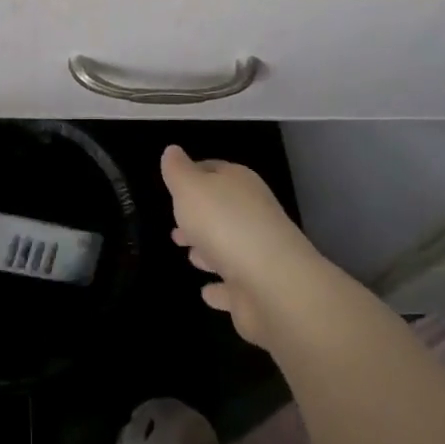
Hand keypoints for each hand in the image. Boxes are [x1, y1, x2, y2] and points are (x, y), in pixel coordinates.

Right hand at [161, 144, 323, 346]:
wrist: (272, 284)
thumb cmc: (224, 224)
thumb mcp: (190, 187)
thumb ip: (178, 170)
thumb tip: (172, 150)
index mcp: (239, 184)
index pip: (214, 170)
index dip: (193, 174)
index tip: (173, 185)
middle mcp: (252, 215)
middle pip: (221, 211)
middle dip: (198, 217)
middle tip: (176, 229)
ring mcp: (258, 254)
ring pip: (228, 247)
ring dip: (209, 251)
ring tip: (189, 256)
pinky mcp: (257, 290)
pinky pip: (233, 287)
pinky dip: (220, 288)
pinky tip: (206, 293)